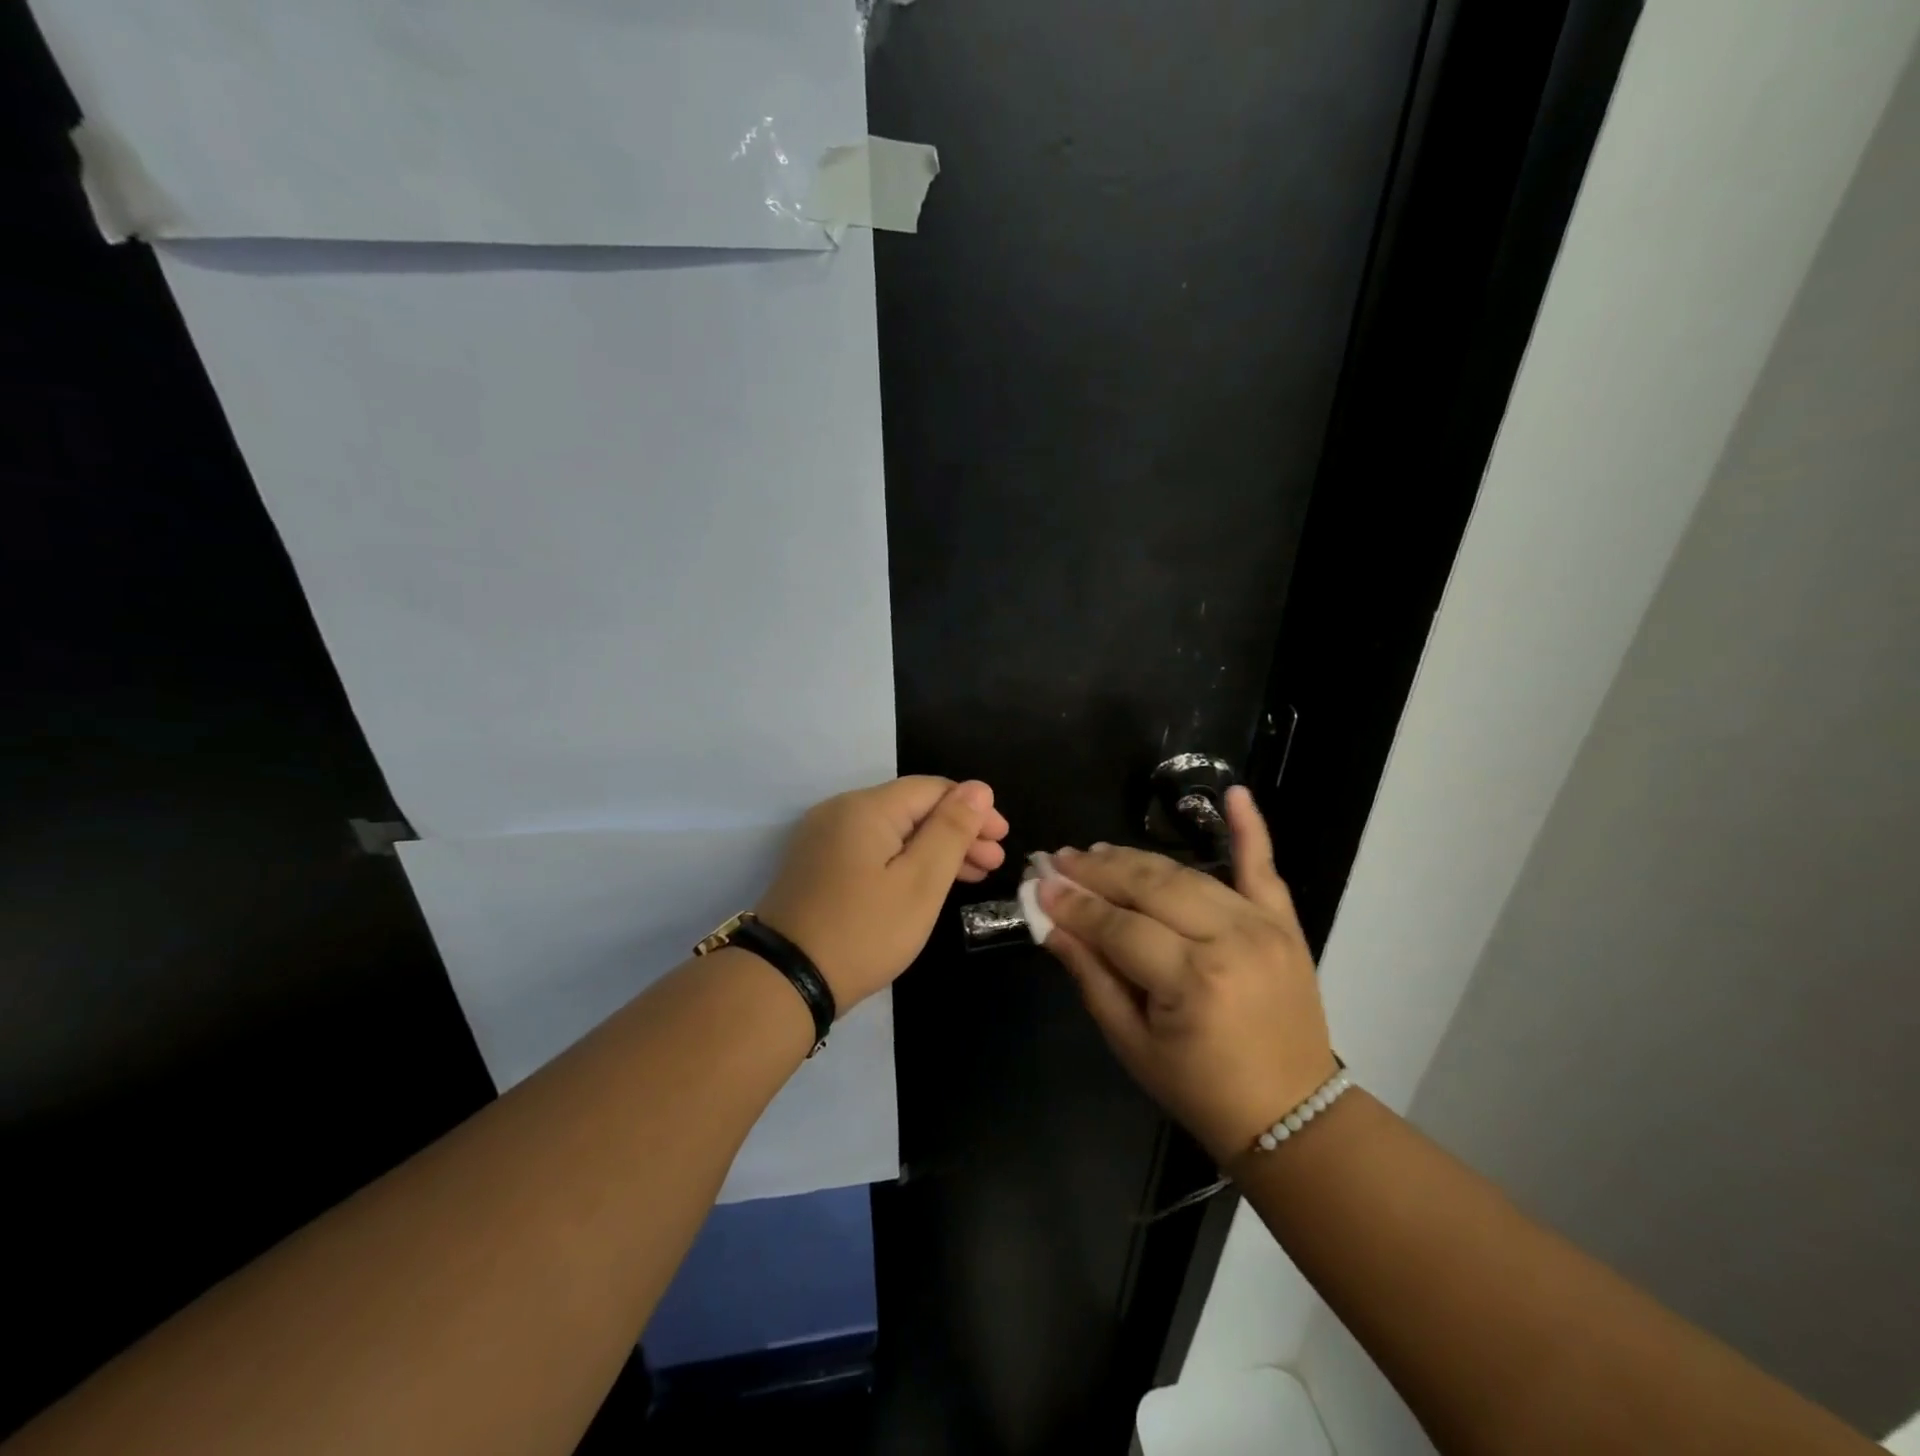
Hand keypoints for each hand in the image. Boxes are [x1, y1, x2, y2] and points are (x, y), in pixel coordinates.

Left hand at [756, 776, 1008, 1008]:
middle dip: (956, 831)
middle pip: (912, 808)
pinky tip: (927, 882)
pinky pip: (872, 848)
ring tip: (973, 876)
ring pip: (893, 830)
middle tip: (993, 863)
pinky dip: (904, 860)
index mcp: (866, 807)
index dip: (972, 809)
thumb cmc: (864, 931)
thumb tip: (979, 789)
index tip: (1002, 839)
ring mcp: (824, 838)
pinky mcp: (816, 864)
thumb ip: (951, 831)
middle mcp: (841, 811)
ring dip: (934, 848)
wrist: (784, 981)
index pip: (932, 789)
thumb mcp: (920, 882)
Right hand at [1034, 786, 1334, 1163]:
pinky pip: (1263, 867)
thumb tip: (1050, 922)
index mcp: (1193, 982)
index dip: (1073, 904)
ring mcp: (1263, 925)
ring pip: (1186, 874)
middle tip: (1058, 860)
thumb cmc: (1200, 1090)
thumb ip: (1091, 976)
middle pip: (1150, 887)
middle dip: (1097, 871)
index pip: (1117, 925)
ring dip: (1136, 859)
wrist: (1293, 1115)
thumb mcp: (1132, 1044)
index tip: (1038, 885)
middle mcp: (1230, 941)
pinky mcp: (1284, 922)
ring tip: (1095, 851)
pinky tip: (1233, 793)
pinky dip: (1250, 827)